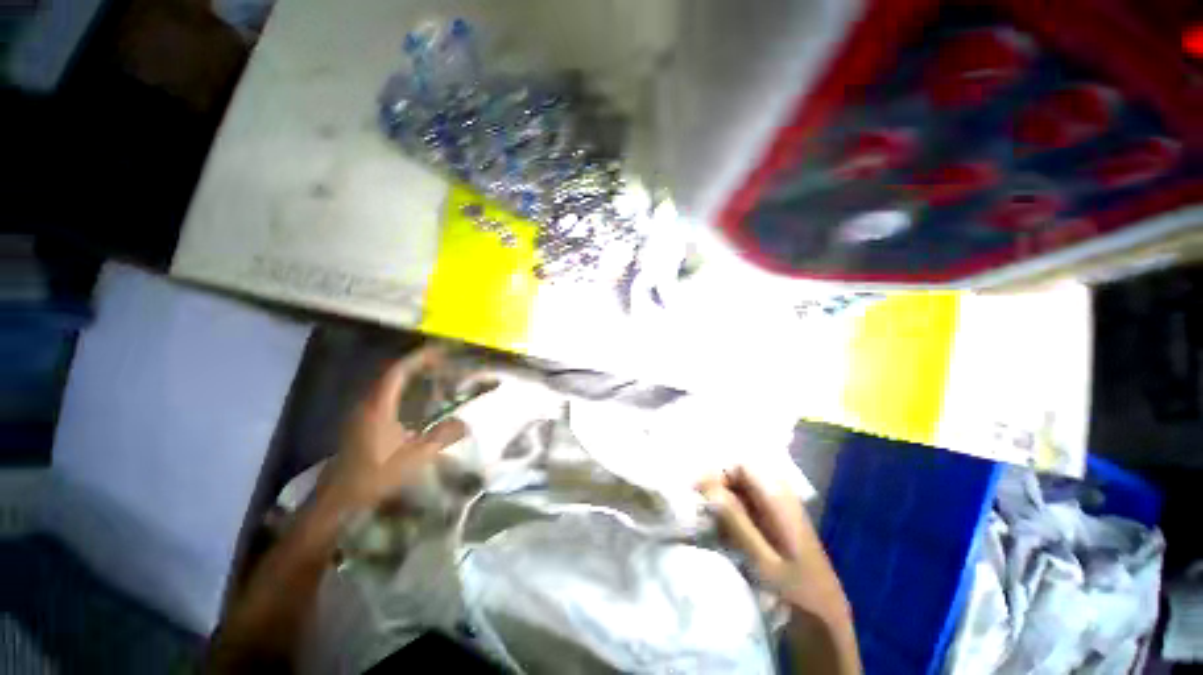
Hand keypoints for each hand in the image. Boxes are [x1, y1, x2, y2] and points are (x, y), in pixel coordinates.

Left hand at [315, 344, 466, 512]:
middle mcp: (367, 403)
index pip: (397, 372)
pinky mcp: (360, 421)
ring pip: (385, 384)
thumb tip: (467, 423)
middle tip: (440, 362)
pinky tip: (415, 398)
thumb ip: (442, 437)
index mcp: (378, 407)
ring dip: (408, 376)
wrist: (340, 498)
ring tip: (431, 375)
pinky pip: (383, 395)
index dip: (418, 358)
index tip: (439, 352)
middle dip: (416, 364)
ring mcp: (360, 412)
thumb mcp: (415, 457)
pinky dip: (401, 389)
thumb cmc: (376, 475)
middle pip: (391, 373)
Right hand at [700, 466, 849, 620]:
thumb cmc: (795, 589)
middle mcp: (780, 494)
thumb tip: (707, 487)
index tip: (697, 494)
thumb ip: (735, 519)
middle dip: (717, 488)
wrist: (825, 617)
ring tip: (708, 523)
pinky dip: (732, 513)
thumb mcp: (761, 558)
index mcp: (778, 497)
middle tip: (700, 509)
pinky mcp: (776, 520)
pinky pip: (747, 504)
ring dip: (723, 502)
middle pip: (740, 475)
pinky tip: (724, 533)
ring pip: (742, 489)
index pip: (740, 466)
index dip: (716, 474)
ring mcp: (779, 507)